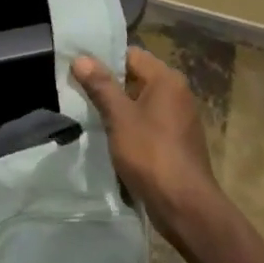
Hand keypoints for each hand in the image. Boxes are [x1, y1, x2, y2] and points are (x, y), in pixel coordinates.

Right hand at [73, 47, 220, 236]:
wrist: (186, 207)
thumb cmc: (151, 154)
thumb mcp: (119, 117)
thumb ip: (100, 85)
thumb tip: (80, 58)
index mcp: (166, 79)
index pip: (130, 55)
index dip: (103, 59)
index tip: (79, 68)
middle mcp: (176, 93)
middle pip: (135, 77)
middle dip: (108, 84)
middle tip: (78, 90)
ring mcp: (178, 119)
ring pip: (140, 101)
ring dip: (117, 107)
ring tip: (89, 112)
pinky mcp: (176, 141)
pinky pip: (147, 122)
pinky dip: (130, 125)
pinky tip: (110, 136)